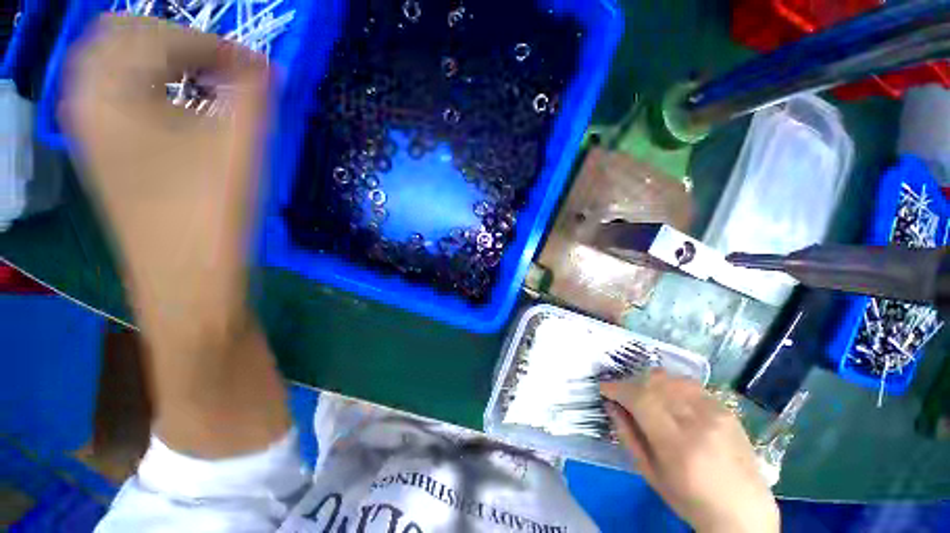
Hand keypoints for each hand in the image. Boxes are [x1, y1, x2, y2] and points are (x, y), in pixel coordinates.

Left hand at [62, 15, 270, 352]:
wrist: (186, 280)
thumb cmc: (207, 214)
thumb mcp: (235, 146)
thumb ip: (251, 94)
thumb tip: (264, 67)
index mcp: (106, 91)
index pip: (155, 32)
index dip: (213, 42)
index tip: (257, 66)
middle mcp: (87, 102)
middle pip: (124, 36)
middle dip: (179, 41)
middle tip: (226, 66)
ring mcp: (93, 130)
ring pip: (121, 66)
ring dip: (166, 61)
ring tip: (210, 82)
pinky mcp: (109, 153)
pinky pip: (124, 96)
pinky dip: (155, 86)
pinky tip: (187, 106)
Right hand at [601, 372, 779, 532]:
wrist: (742, 511)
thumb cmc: (689, 499)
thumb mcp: (649, 473)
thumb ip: (627, 434)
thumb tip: (610, 404)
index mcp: (676, 443)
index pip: (639, 398)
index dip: (616, 388)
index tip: (604, 388)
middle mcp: (697, 421)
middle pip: (654, 382)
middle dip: (631, 383)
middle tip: (623, 394)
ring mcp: (716, 411)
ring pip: (671, 378)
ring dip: (650, 382)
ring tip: (644, 395)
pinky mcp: (726, 408)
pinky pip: (690, 384)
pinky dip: (671, 385)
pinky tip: (668, 397)